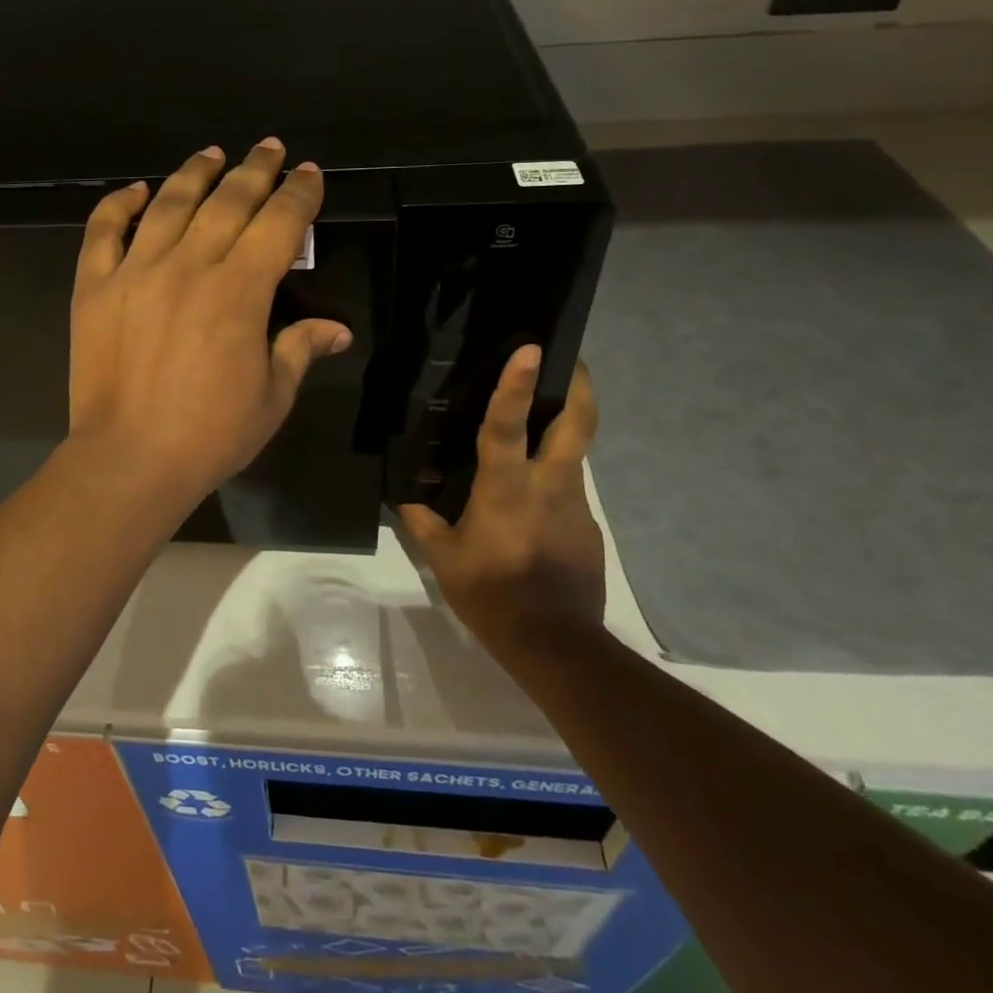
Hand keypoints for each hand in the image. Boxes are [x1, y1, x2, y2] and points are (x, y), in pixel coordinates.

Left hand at [68, 139, 353, 510]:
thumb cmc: (209, 434)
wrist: (129, 459)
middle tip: (269, 148)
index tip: (309, 174)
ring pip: (169, 203)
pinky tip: (136, 190)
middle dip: (255, 169)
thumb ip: (301, 348)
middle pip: (228, 201)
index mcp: (241, 291)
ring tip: (212, 154)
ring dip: (195, 173)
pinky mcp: (95, 286)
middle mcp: (190, 266)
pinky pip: (103, 231)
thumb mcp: (272, 396)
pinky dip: (119, 204)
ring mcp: (136, 271)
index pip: (279, 223)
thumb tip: (339, 329)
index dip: (299, 194)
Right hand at [398, 347, 604, 645]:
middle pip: (578, 423)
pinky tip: (534, 503)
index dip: (517, 384)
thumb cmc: (492, 594)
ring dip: (564, 432)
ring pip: (575, 454)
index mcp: (507, 487)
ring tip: (539, 428)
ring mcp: (575, 505)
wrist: (556, 645)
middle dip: (579, 387)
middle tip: (570, 361)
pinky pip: (570, 491)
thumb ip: (422, 522)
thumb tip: (403, 500)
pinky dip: (555, 481)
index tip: (530, 348)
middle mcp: (549, 485)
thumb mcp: (445, 559)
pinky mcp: (589, 528)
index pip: (510, 425)